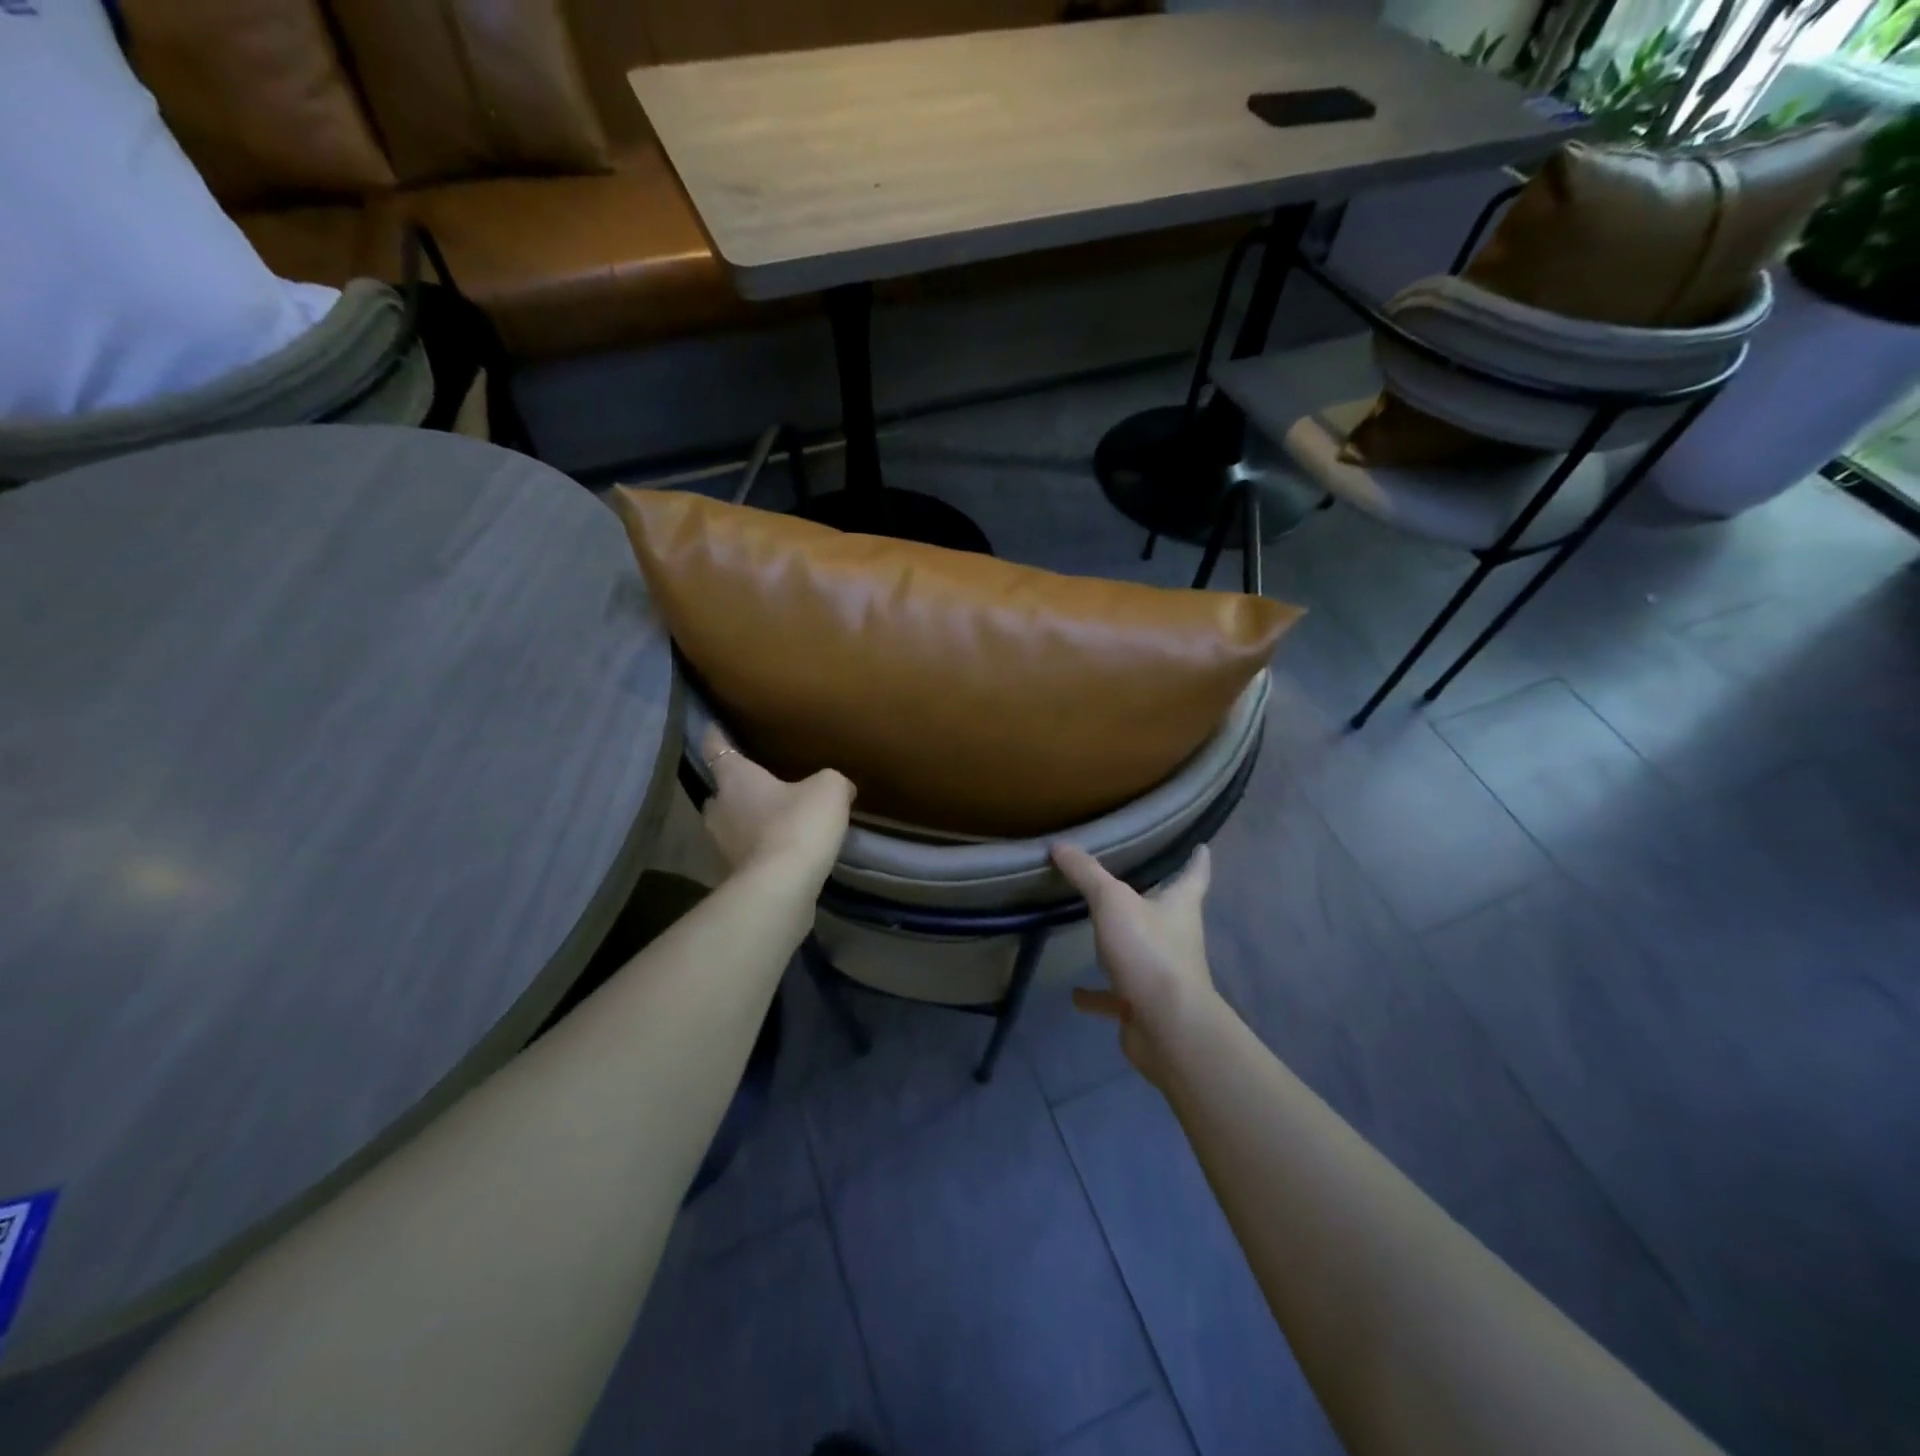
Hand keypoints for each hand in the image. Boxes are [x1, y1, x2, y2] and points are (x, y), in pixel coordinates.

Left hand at [700, 727, 853, 882]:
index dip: (715, 735)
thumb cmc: (798, 824)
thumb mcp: (829, 789)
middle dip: (734, 788)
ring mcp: (722, 845)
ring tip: (773, 819)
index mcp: (735, 778)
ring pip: (730, 824)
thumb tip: (839, 788)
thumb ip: (832, 782)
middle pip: (720, 792)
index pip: (716, 748)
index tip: (712, 727)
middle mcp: (719, 808)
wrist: (782, 887)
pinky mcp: (733, 875)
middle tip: (757, 784)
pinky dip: (759, 849)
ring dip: (747, 821)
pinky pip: (746, 852)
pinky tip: (783, 850)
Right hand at [1050, 842, 1219, 1086]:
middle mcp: (1177, 938)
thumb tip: (1060, 845)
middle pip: (1168, 913)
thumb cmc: (1149, 952)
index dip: (1197, 860)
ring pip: (1142, 953)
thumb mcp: (1113, 902)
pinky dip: (1098, 995)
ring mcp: (1162, 975)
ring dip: (1122, 946)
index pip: (1194, 876)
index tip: (1202, 848)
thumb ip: (1086, 873)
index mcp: (1180, 907)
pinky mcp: (1145, 1006)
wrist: (1168, 1027)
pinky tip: (1076, 994)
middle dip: (1154, 899)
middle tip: (1133, 882)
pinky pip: (1117, 996)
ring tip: (1095, 934)